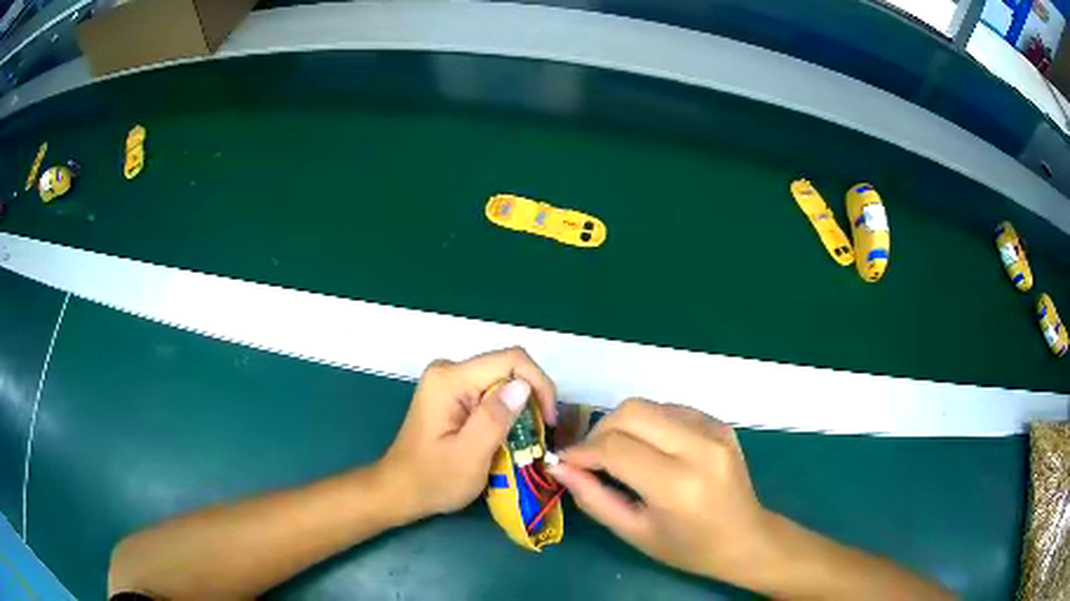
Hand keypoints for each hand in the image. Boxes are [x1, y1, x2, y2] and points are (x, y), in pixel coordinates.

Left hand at [378, 347, 556, 520]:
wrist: (400, 491)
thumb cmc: (433, 479)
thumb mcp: (470, 455)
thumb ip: (495, 418)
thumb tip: (524, 386)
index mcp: (450, 379)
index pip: (512, 360)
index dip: (539, 385)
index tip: (550, 421)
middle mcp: (448, 370)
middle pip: (508, 368)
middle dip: (531, 399)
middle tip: (541, 436)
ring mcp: (448, 381)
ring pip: (502, 382)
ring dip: (520, 408)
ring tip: (528, 440)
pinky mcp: (451, 394)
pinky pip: (490, 392)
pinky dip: (506, 413)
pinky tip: (509, 437)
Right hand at [549, 399, 774, 586]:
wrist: (746, 538)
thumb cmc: (688, 548)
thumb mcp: (635, 533)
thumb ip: (593, 498)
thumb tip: (560, 467)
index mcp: (677, 485)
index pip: (615, 448)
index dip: (581, 452)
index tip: (564, 462)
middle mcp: (699, 448)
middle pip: (632, 412)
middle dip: (599, 430)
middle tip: (590, 457)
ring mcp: (714, 431)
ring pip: (649, 405)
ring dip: (623, 425)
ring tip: (618, 454)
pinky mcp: (720, 424)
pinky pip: (671, 409)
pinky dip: (649, 424)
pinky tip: (650, 449)